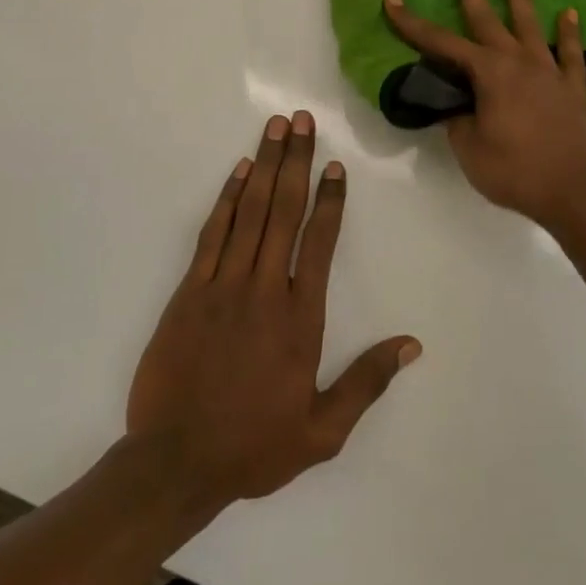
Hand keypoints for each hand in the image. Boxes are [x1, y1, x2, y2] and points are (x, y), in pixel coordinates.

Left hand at [126, 112, 419, 506]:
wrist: (174, 463)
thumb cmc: (252, 447)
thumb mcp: (322, 431)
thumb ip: (366, 383)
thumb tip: (412, 345)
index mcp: (300, 318)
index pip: (320, 243)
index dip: (330, 200)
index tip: (335, 166)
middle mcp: (265, 289)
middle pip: (284, 212)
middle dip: (296, 161)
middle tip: (302, 121)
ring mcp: (224, 285)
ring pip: (250, 212)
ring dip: (265, 166)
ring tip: (275, 128)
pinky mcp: (190, 290)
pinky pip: (213, 233)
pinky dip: (227, 198)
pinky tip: (239, 171)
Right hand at [383, 0, 585, 232]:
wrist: (579, 194)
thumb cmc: (518, 172)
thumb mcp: (471, 151)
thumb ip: (458, 121)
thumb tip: (455, 104)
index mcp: (489, 74)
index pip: (441, 43)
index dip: (413, 23)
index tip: (392, 0)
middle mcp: (519, 62)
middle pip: (487, 17)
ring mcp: (549, 71)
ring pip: (530, 22)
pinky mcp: (573, 87)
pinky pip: (569, 53)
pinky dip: (568, 32)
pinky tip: (569, 13)